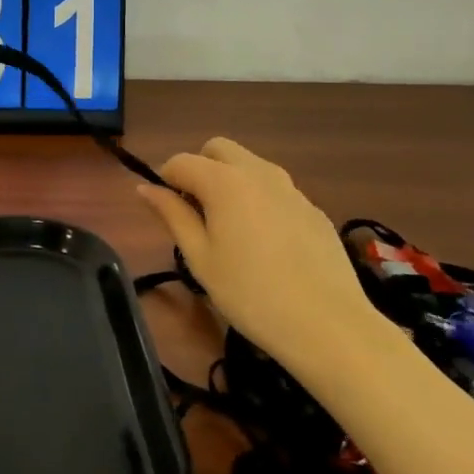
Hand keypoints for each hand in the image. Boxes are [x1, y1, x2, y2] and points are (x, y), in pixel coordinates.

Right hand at [136, 137, 383, 364]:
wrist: (328, 324)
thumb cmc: (250, 294)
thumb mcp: (200, 258)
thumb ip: (172, 215)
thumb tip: (145, 188)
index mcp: (224, 181)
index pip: (181, 161)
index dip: (166, 180)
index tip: (166, 211)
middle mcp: (258, 172)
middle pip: (218, 149)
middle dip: (200, 168)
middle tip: (197, 212)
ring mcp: (290, 187)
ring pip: (249, 165)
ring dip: (230, 181)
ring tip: (230, 229)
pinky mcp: (313, 208)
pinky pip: (275, 189)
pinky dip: (259, 200)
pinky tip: (266, 245)